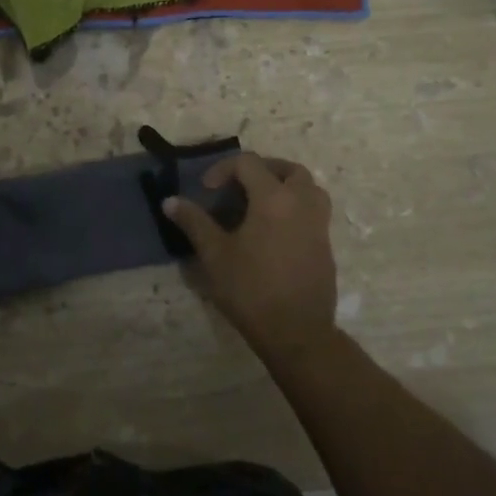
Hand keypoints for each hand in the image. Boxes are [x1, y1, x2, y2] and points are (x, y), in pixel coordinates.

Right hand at [163, 153, 338, 359]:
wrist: (297, 332)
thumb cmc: (251, 289)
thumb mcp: (214, 254)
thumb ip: (194, 222)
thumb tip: (170, 201)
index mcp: (273, 198)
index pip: (249, 163)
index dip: (223, 169)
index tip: (207, 191)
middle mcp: (302, 202)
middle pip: (287, 169)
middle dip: (260, 170)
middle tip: (239, 187)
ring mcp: (319, 223)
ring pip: (308, 187)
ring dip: (284, 185)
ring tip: (260, 203)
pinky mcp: (326, 244)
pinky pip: (313, 210)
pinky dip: (295, 207)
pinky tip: (274, 231)